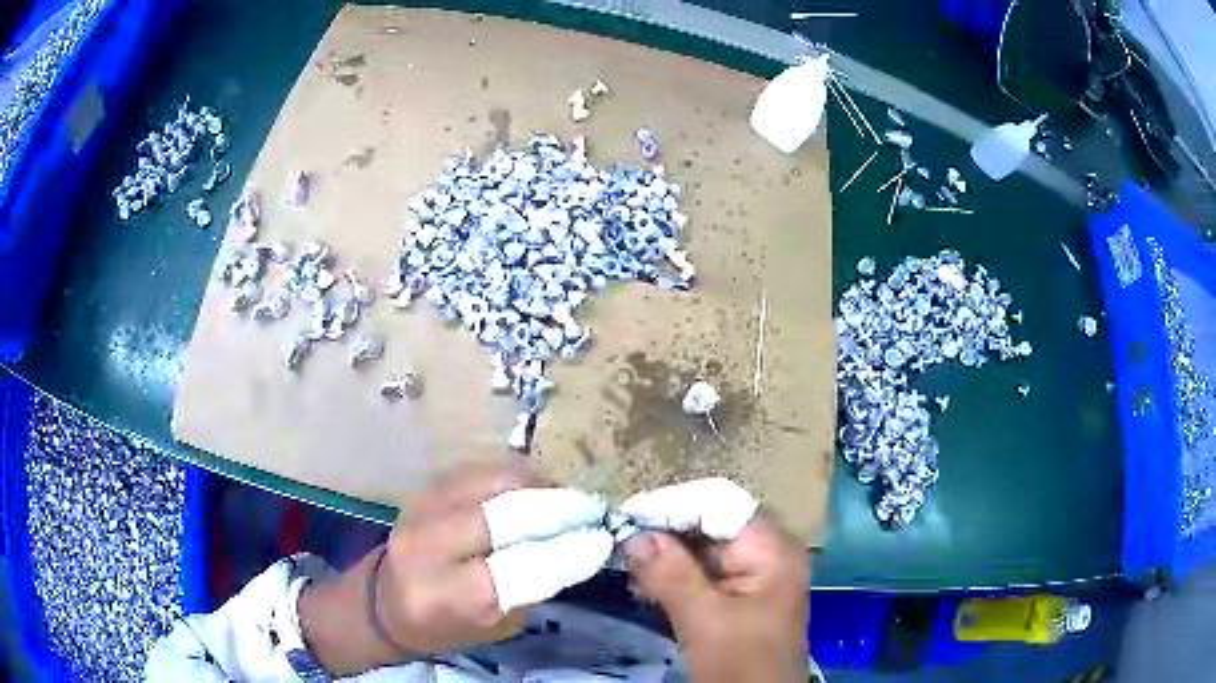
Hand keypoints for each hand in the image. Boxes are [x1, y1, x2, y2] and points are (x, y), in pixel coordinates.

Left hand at [299, 463, 611, 675]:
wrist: (386, 598)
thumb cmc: (449, 624)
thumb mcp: (501, 624)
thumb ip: (537, 585)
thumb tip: (580, 543)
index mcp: (448, 596)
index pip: (521, 568)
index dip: (569, 551)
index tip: (601, 540)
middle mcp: (428, 546)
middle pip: (505, 514)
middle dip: (557, 508)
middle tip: (591, 510)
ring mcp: (422, 508)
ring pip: (494, 481)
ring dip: (541, 487)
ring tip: (567, 500)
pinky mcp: (426, 487)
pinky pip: (483, 470)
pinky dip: (518, 477)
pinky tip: (536, 490)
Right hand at [625, 515, 809, 682]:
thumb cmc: (742, 664)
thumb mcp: (705, 621)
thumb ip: (671, 574)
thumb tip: (633, 535)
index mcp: (772, 549)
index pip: (719, 504)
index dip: (673, 505)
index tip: (626, 517)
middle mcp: (767, 553)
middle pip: (711, 523)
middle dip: (666, 532)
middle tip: (620, 542)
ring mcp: (754, 576)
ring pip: (703, 550)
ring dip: (665, 555)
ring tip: (628, 565)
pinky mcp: (739, 598)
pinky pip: (703, 574)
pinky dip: (674, 576)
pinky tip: (646, 585)